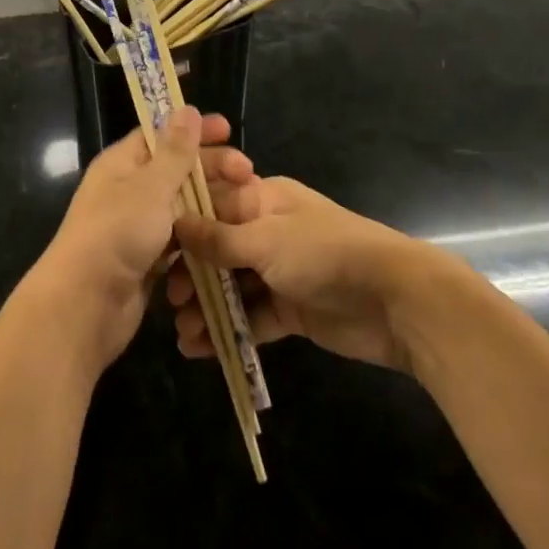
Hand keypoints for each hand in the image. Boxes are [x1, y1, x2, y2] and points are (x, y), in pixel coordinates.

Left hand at [23, 108, 241, 380]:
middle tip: (249, 174)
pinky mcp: (147, 259)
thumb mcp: (150, 187)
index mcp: (122, 163)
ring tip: (246, 206)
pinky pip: (180, 239)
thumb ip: (174, 151)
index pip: (161, 135)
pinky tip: (228, 238)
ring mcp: (137, 226)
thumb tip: (188, 109)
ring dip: (211, 203)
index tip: (229, 130)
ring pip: (182, 206)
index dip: (194, 130)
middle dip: (212, 169)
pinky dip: (200, 236)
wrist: (84, 305)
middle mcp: (129, 190)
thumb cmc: (116, 233)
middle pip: (176, 170)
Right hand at [168, 155, 446, 373]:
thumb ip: (219, 238)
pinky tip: (202, 349)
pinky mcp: (291, 309)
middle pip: (218, 250)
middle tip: (172, 302)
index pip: (212, 206)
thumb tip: (177, 225)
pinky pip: (252, 317)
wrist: (393, 300)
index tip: (155, 253)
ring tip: (183, 335)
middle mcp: (267, 231)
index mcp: (262, 199)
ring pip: (232, 287)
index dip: (183, 228)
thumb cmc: (324, 253)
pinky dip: (229, 330)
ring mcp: (280, 271)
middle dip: (193, 275)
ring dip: (208, 308)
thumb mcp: (266, 239)